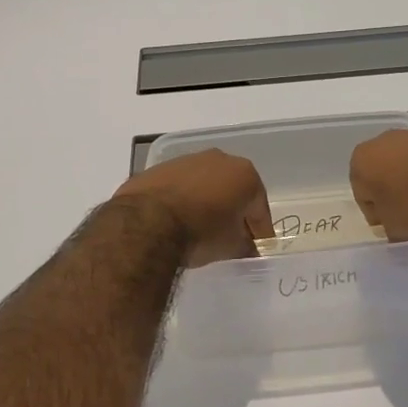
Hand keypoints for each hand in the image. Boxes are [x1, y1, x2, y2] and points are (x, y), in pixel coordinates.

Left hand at [113, 149, 271, 265]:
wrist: (147, 222)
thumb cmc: (201, 232)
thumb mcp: (231, 247)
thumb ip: (245, 245)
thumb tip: (246, 247)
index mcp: (244, 174)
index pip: (259, 207)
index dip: (260, 230)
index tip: (258, 247)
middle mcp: (219, 159)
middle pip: (233, 188)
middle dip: (234, 210)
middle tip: (232, 235)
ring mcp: (187, 160)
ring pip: (205, 183)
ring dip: (207, 202)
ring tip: (201, 228)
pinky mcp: (160, 168)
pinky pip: (180, 186)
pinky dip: (182, 199)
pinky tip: (176, 220)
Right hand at [349, 129, 407, 240]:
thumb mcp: (394, 227)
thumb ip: (387, 225)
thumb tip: (393, 225)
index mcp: (359, 161)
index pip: (362, 194)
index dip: (376, 213)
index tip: (391, 225)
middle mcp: (379, 142)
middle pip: (381, 173)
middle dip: (391, 191)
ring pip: (404, 163)